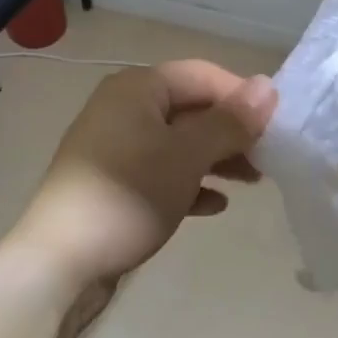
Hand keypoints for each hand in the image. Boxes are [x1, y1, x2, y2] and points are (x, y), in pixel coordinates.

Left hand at [13, 60, 275, 318]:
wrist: (60, 261)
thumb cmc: (128, 196)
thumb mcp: (187, 156)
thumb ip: (229, 122)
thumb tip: (267, 86)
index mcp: (138, 88)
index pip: (203, 75)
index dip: (242, 97)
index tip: (276, 128)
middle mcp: (124, 109)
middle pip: (191, 109)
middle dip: (231, 132)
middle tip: (268, 160)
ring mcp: (115, 147)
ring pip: (178, 143)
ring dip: (215, 159)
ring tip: (252, 182)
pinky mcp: (112, 183)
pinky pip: (161, 173)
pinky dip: (189, 183)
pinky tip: (215, 206)